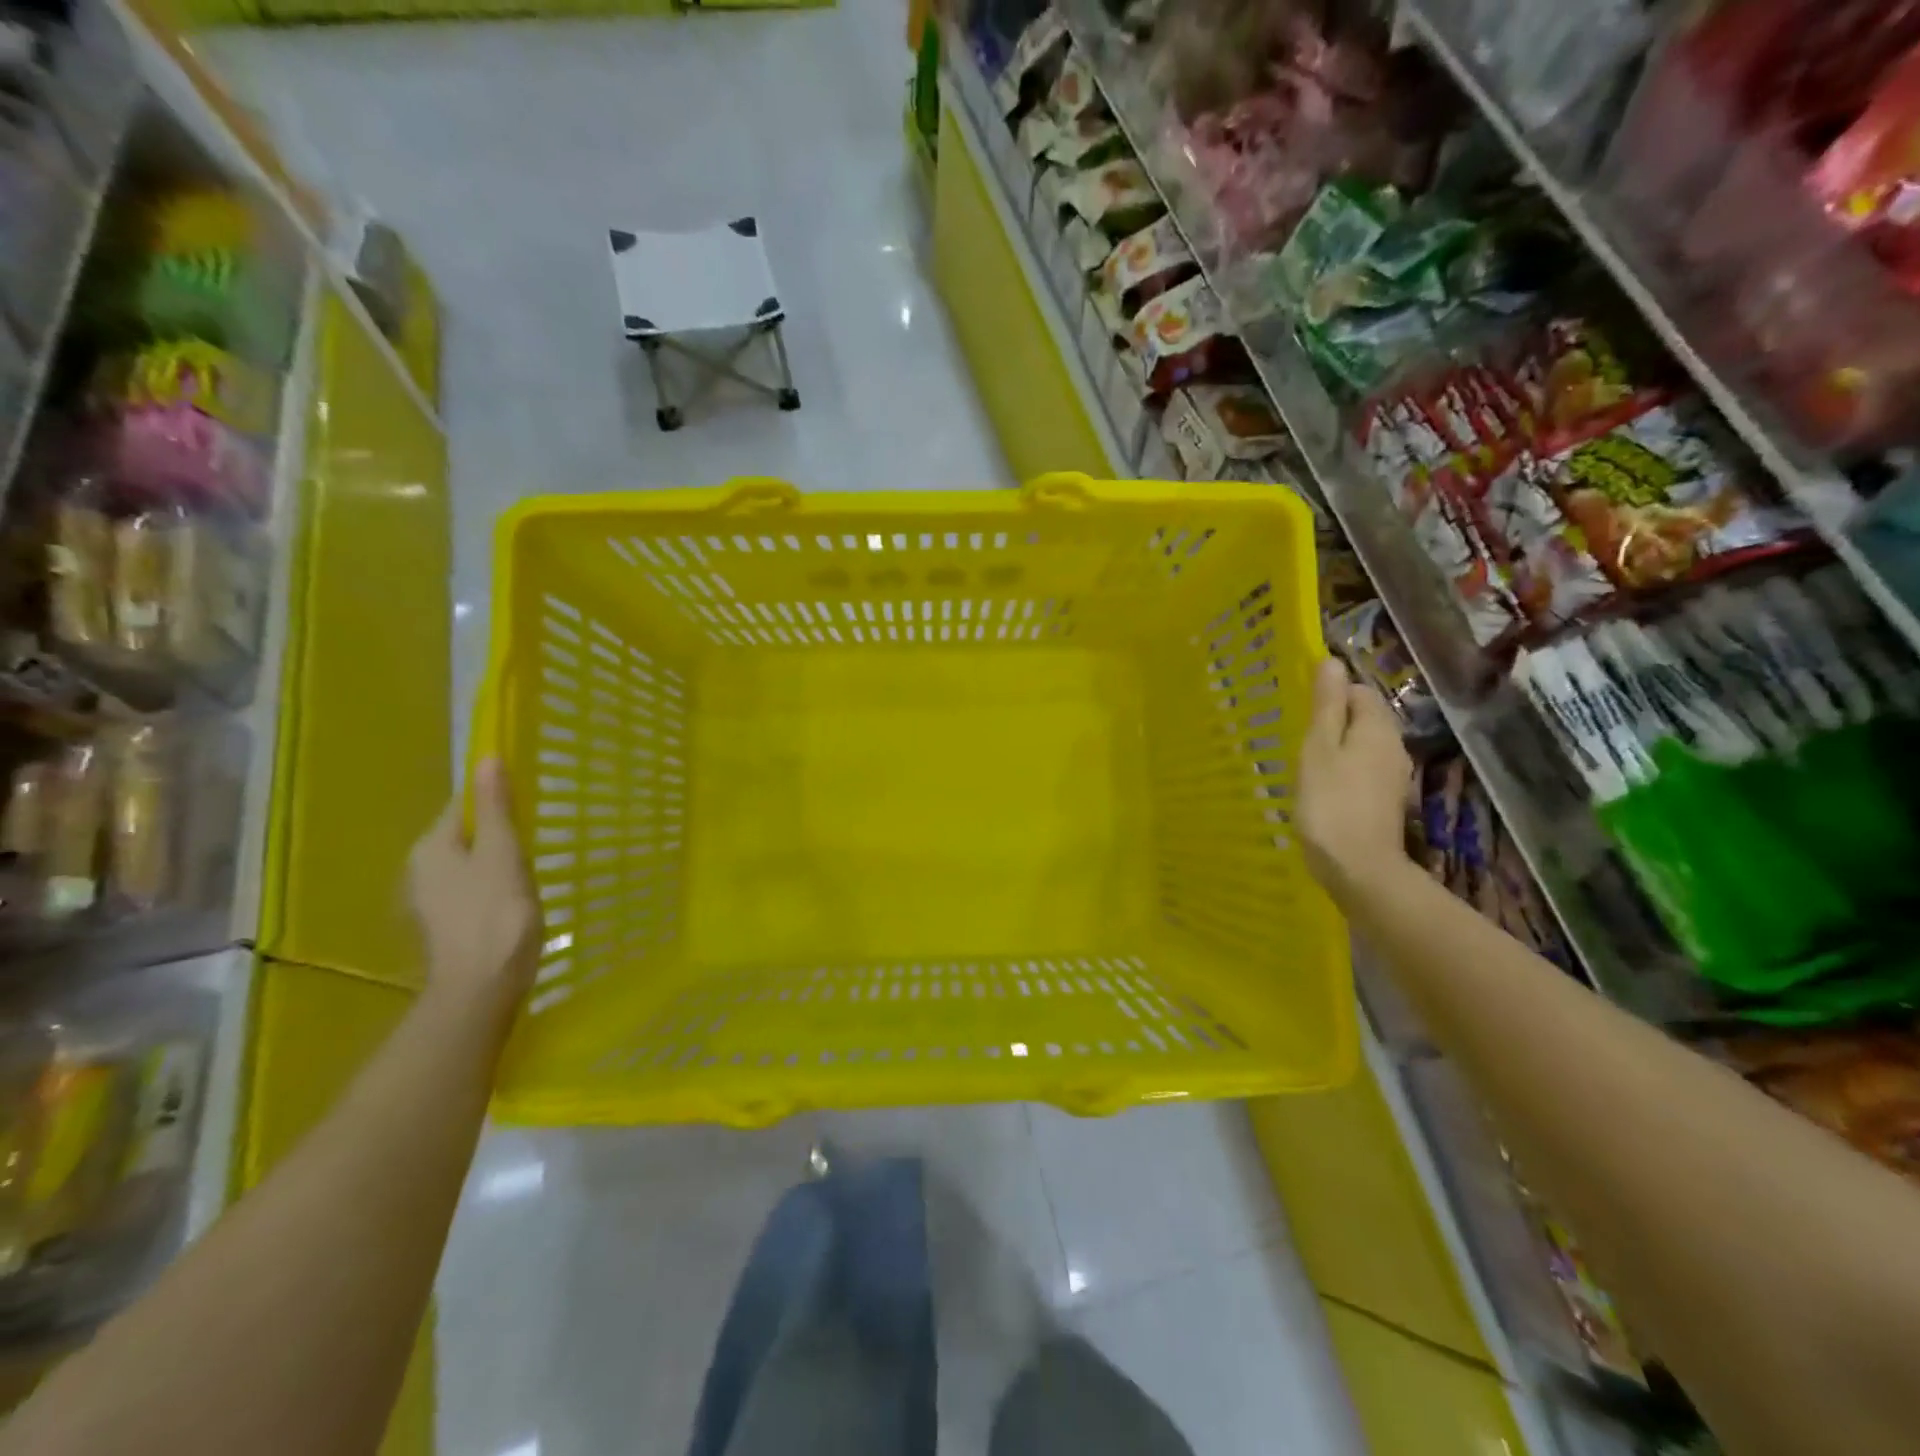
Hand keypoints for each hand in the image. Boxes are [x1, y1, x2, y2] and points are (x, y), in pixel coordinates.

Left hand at [409, 759, 539, 1022]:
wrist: (483, 985)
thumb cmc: (496, 912)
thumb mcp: (502, 851)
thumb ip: (495, 807)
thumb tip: (486, 758)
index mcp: (431, 846)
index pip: (463, 805)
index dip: (495, 797)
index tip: (529, 800)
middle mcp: (421, 869)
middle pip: (465, 834)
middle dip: (498, 830)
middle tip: (536, 834)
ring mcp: (432, 900)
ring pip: (470, 862)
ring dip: (498, 859)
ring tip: (531, 864)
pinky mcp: (448, 923)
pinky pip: (473, 888)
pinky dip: (494, 884)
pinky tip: (517, 895)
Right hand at [1297, 658, 1413, 902]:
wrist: (1358, 867)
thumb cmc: (1330, 802)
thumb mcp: (1318, 748)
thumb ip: (1327, 706)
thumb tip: (1333, 662)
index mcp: (1378, 728)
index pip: (1360, 690)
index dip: (1331, 694)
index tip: (1302, 711)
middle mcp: (1393, 746)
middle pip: (1364, 718)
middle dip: (1334, 721)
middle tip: (1298, 737)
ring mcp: (1393, 776)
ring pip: (1363, 746)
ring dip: (1337, 748)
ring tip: (1305, 763)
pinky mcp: (1385, 800)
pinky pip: (1363, 770)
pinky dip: (1343, 771)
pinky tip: (1322, 788)